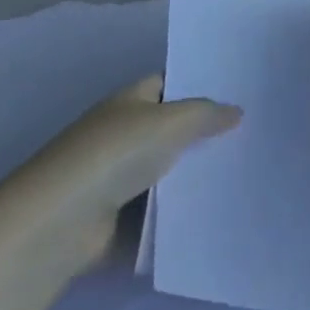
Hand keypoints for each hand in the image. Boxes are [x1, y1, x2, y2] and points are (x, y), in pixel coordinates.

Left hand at [18, 75, 239, 265]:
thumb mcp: (172, 121)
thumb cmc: (115, 155)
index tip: (237, 94)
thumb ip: (207, 114)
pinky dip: (178, 217)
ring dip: (193, 179)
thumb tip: (236, 111)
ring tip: (243, 175)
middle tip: (250, 136)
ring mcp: (115, 181)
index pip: (167, 84)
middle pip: (169, 131)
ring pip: (166, 174)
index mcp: (129, 103)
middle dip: (203, 135)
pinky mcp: (115, 223)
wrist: (59, 225)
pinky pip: (156, 215)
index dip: (198, 86)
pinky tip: (216, 213)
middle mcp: (120, 136)